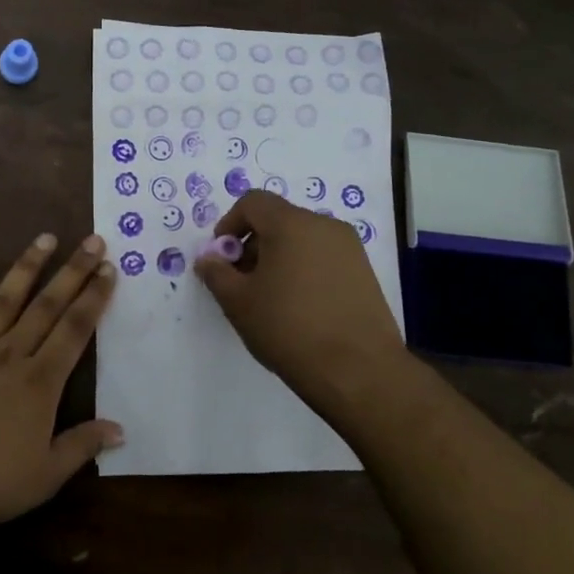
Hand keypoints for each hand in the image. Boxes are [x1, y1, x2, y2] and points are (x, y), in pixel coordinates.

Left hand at [0, 233, 122, 537]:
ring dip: (27, 266)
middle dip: (73, 271)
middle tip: (92, 241)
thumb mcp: (44, 477)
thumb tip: (120, 428)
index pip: (74, 330)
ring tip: (45, 238)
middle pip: (47, 305)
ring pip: (5, 299)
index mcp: (39, 382)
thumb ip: (82, 446)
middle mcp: (8, 354)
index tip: (109, 270)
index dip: (94, 298)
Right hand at [192, 190, 409, 425]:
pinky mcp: (365, 273)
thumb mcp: (238, 302)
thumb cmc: (289, 328)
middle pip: (278, 219)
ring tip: (270, 298)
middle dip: (253, 244)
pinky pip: (323, 258)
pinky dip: (304, 270)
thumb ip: (216, 273)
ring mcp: (350, 249)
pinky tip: (299, 308)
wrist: (358, 371)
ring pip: (302, 239)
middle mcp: (324, 226)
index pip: (253, 202)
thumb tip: (209, 259)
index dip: (229, 224)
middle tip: (241, 282)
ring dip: (278, 258)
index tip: (222, 258)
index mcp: (292, 223)